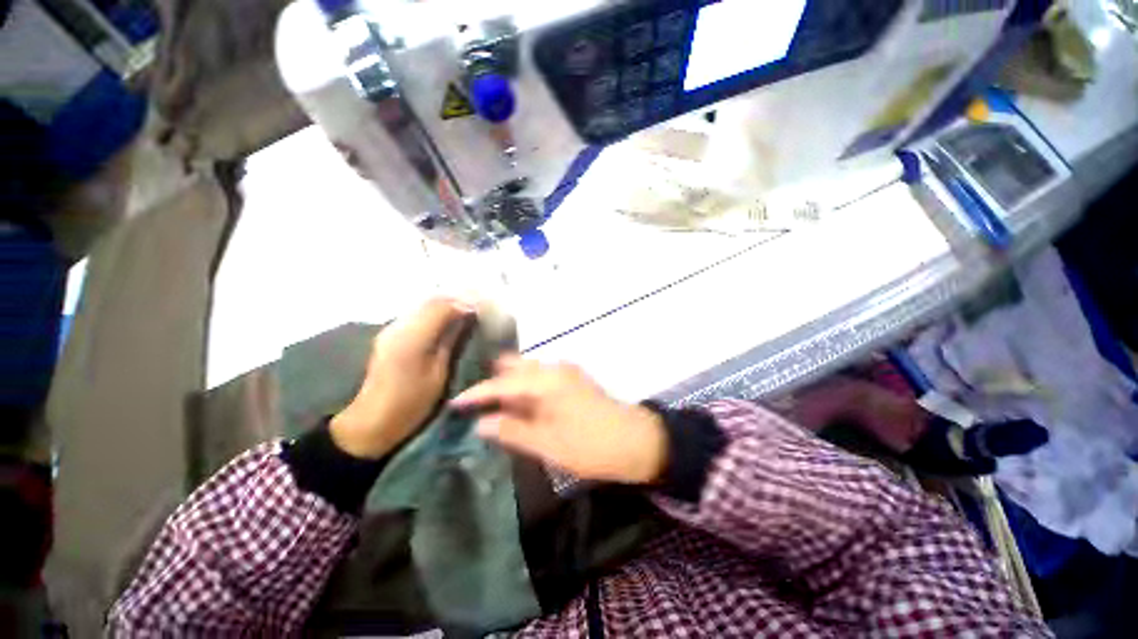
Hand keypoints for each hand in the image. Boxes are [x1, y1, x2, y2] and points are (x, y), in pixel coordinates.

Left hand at [330, 298, 473, 459]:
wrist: (372, 420)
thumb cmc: (411, 402)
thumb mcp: (439, 373)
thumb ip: (451, 340)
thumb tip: (466, 317)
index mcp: (412, 338)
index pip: (442, 306)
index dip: (465, 303)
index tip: (483, 309)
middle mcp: (399, 326)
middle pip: (432, 300)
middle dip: (457, 299)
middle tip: (478, 308)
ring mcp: (391, 328)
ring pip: (423, 303)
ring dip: (447, 304)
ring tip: (466, 312)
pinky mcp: (390, 333)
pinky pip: (417, 313)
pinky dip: (436, 311)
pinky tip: (447, 320)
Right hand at [450, 357, 667, 484]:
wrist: (637, 441)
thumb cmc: (591, 445)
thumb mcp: (548, 444)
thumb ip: (513, 430)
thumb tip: (480, 422)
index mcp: (547, 380)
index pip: (503, 382)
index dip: (477, 392)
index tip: (454, 402)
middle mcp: (554, 368)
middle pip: (514, 368)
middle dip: (492, 381)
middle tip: (470, 400)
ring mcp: (565, 372)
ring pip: (527, 372)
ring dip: (508, 384)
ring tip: (487, 403)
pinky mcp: (572, 380)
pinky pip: (540, 378)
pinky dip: (524, 388)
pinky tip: (515, 403)